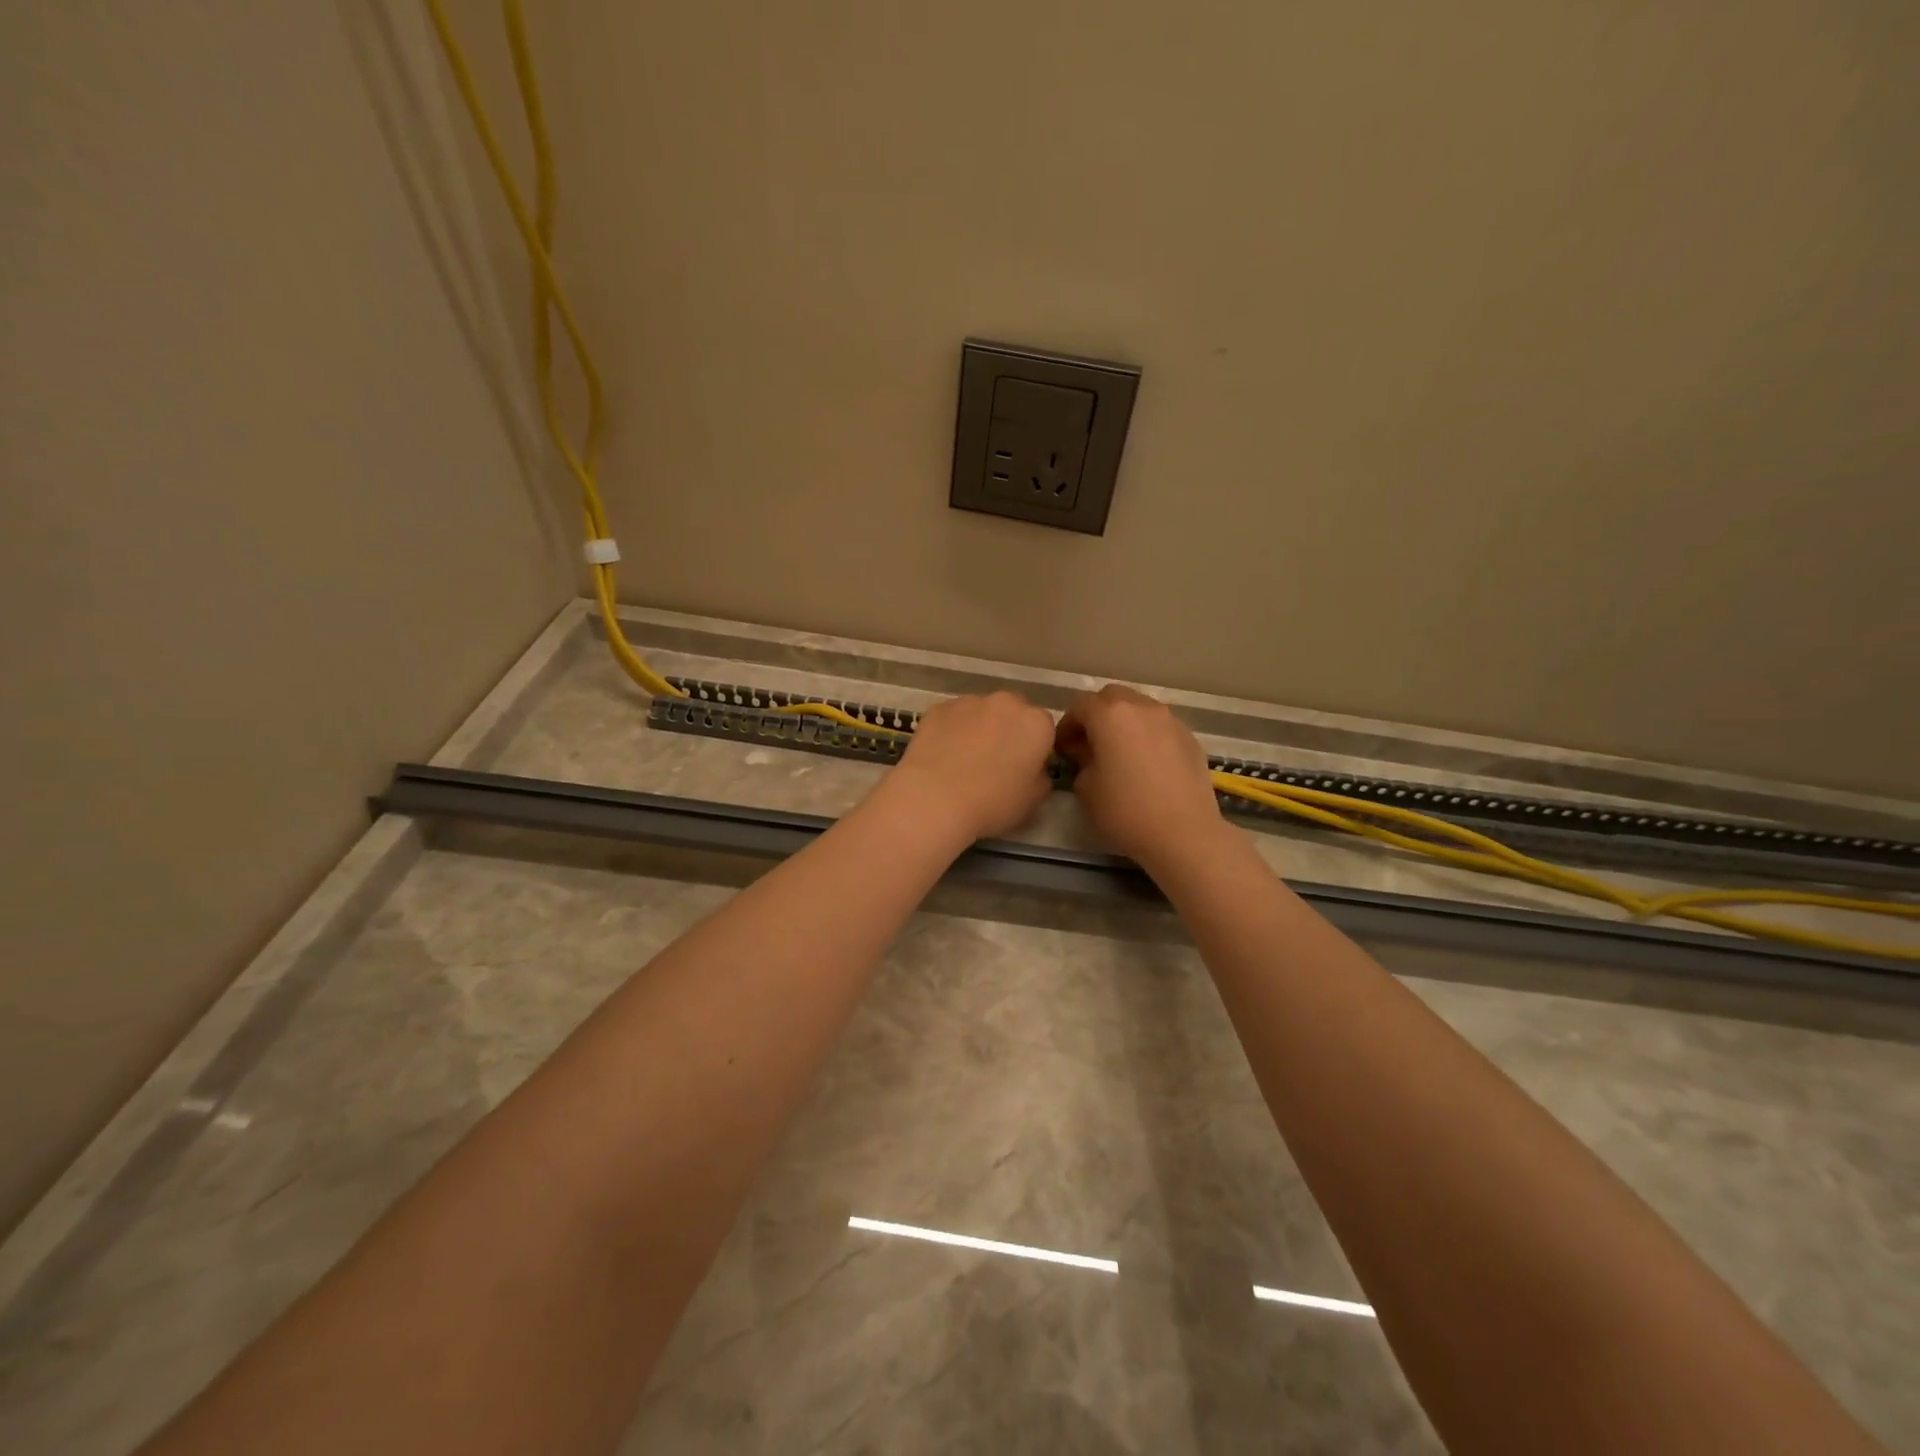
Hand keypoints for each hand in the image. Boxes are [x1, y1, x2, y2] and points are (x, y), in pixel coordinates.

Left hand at [883, 691, 1056, 843]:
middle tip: (995, 761)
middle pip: (1013, 712)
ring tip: (964, 760)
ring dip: (979, 728)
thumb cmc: (993, 802)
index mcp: (1036, 723)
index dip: (1034, 748)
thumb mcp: (1033, 801)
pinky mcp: (938, 708)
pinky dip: (951, 731)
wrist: (935, 799)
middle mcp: (1006, 702)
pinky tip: (942, 756)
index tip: (1023, 767)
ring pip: (981, 712)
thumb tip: (1033, 769)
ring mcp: (969, 701)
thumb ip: (1040, 777)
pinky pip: (952, 718)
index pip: (1044, 728)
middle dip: (1008, 730)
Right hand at [1055, 684, 1224, 863]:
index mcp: (1110, 714)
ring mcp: (1170, 720)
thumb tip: (1087, 753)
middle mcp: (1141, 707)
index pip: (1080, 705)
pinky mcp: (1190, 737)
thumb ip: (1081, 760)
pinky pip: (1160, 726)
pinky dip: (1147, 735)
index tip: (1063, 747)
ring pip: (1139, 708)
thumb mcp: (1086, 788)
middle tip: (1089, 743)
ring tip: (1120, 752)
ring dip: (1124, 723)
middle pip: (1112, 697)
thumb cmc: (1126, 810)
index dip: (1067, 724)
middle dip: (1096, 714)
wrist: (1183, 833)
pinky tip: (1146, 764)